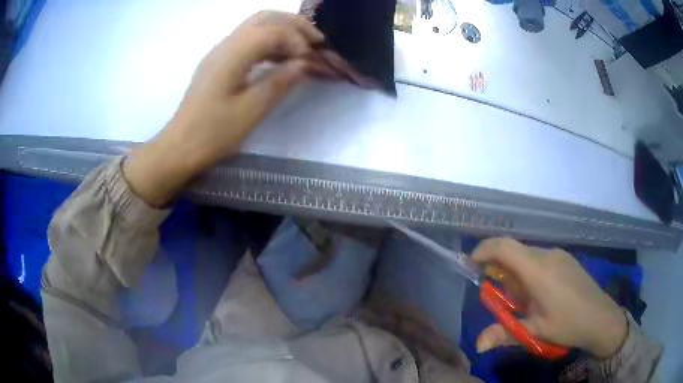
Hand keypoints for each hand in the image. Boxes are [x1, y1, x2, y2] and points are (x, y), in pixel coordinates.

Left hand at [123, 11, 327, 206]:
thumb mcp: (250, 111)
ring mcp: (220, 52)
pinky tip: (280, 58)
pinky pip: (247, 41)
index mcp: (231, 55)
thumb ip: (279, 82)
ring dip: (282, 30)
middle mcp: (225, 45)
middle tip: (316, 40)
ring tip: (303, 47)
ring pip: (255, 26)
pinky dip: (269, 42)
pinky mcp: (218, 63)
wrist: (179, 147)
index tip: (311, 59)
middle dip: (293, 24)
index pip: (271, 30)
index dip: (297, 39)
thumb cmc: (212, 133)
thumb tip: (304, 64)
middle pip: (264, 18)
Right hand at [472, 238, 627, 358]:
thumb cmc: (567, 324)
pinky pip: (540, 259)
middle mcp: (548, 255)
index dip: (483, 250)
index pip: (504, 247)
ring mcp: (559, 255)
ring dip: (517, 274)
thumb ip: (504, 334)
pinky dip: (530, 272)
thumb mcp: (535, 332)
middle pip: (515, 252)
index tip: (470, 264)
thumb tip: (478, 345)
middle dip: (501, 270)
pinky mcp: (566, 259)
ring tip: (524, 302)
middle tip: (501, 298)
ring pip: (528, 256)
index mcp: (538, 271)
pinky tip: (540, 295)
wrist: (601, 317)